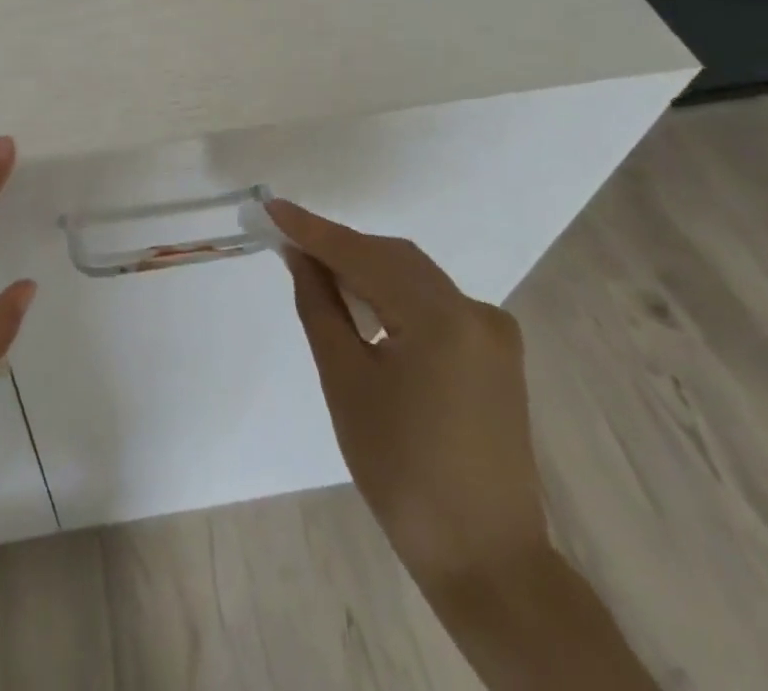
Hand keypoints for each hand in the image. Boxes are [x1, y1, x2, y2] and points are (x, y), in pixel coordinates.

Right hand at [267, 198, 550, 595]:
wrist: (486, 560)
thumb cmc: (402, 472)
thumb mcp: (346, 383)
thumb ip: (320, 307)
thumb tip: (300, 257)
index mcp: (442, 317)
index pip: (363, 256)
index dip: (314, 230)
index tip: (271, 206)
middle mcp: (475, 311)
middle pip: (394, 260)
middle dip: (340, 248)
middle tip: (289, 244)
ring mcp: (492, 333)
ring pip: (415, 279)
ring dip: (366, 271)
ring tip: (318, 274)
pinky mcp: (495, 355)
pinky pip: (435, 304)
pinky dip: (394, 297)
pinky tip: (365, 309)